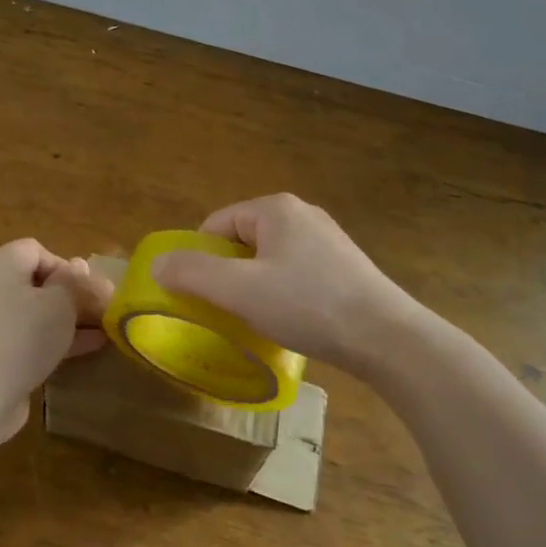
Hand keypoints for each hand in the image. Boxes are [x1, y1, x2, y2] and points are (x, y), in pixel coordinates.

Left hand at [0, 238, 113, 445]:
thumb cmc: (22, 337)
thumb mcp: (59, 304)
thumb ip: (74, 282)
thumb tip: (78, 265)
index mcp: (0, 265)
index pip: (36, 251)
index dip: (65, 267)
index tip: (87, 291)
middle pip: (37, 282)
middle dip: (72, 296)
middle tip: (102, 310)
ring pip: (34, 312)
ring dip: (68, 319)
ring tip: (102, 330)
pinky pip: (26, 336)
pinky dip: (53, 338)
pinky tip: (86, 348)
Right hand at [150, 193, 421, 377]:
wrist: (387, 338)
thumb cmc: (307, 305)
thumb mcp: (239, 291)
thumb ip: (193, 274)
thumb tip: (158, 264)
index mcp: (275, 208)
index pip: (217, 223)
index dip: (200, 257)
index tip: (198, 294)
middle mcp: (302, 213)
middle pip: (243, 239)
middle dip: (229, 272)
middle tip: (226, 309)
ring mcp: (328, 238)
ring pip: (270, 258)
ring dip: (256, 285)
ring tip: (257, 319)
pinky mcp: (345, 265)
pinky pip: (297, 271)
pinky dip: (284, 292)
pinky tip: (291, 319)